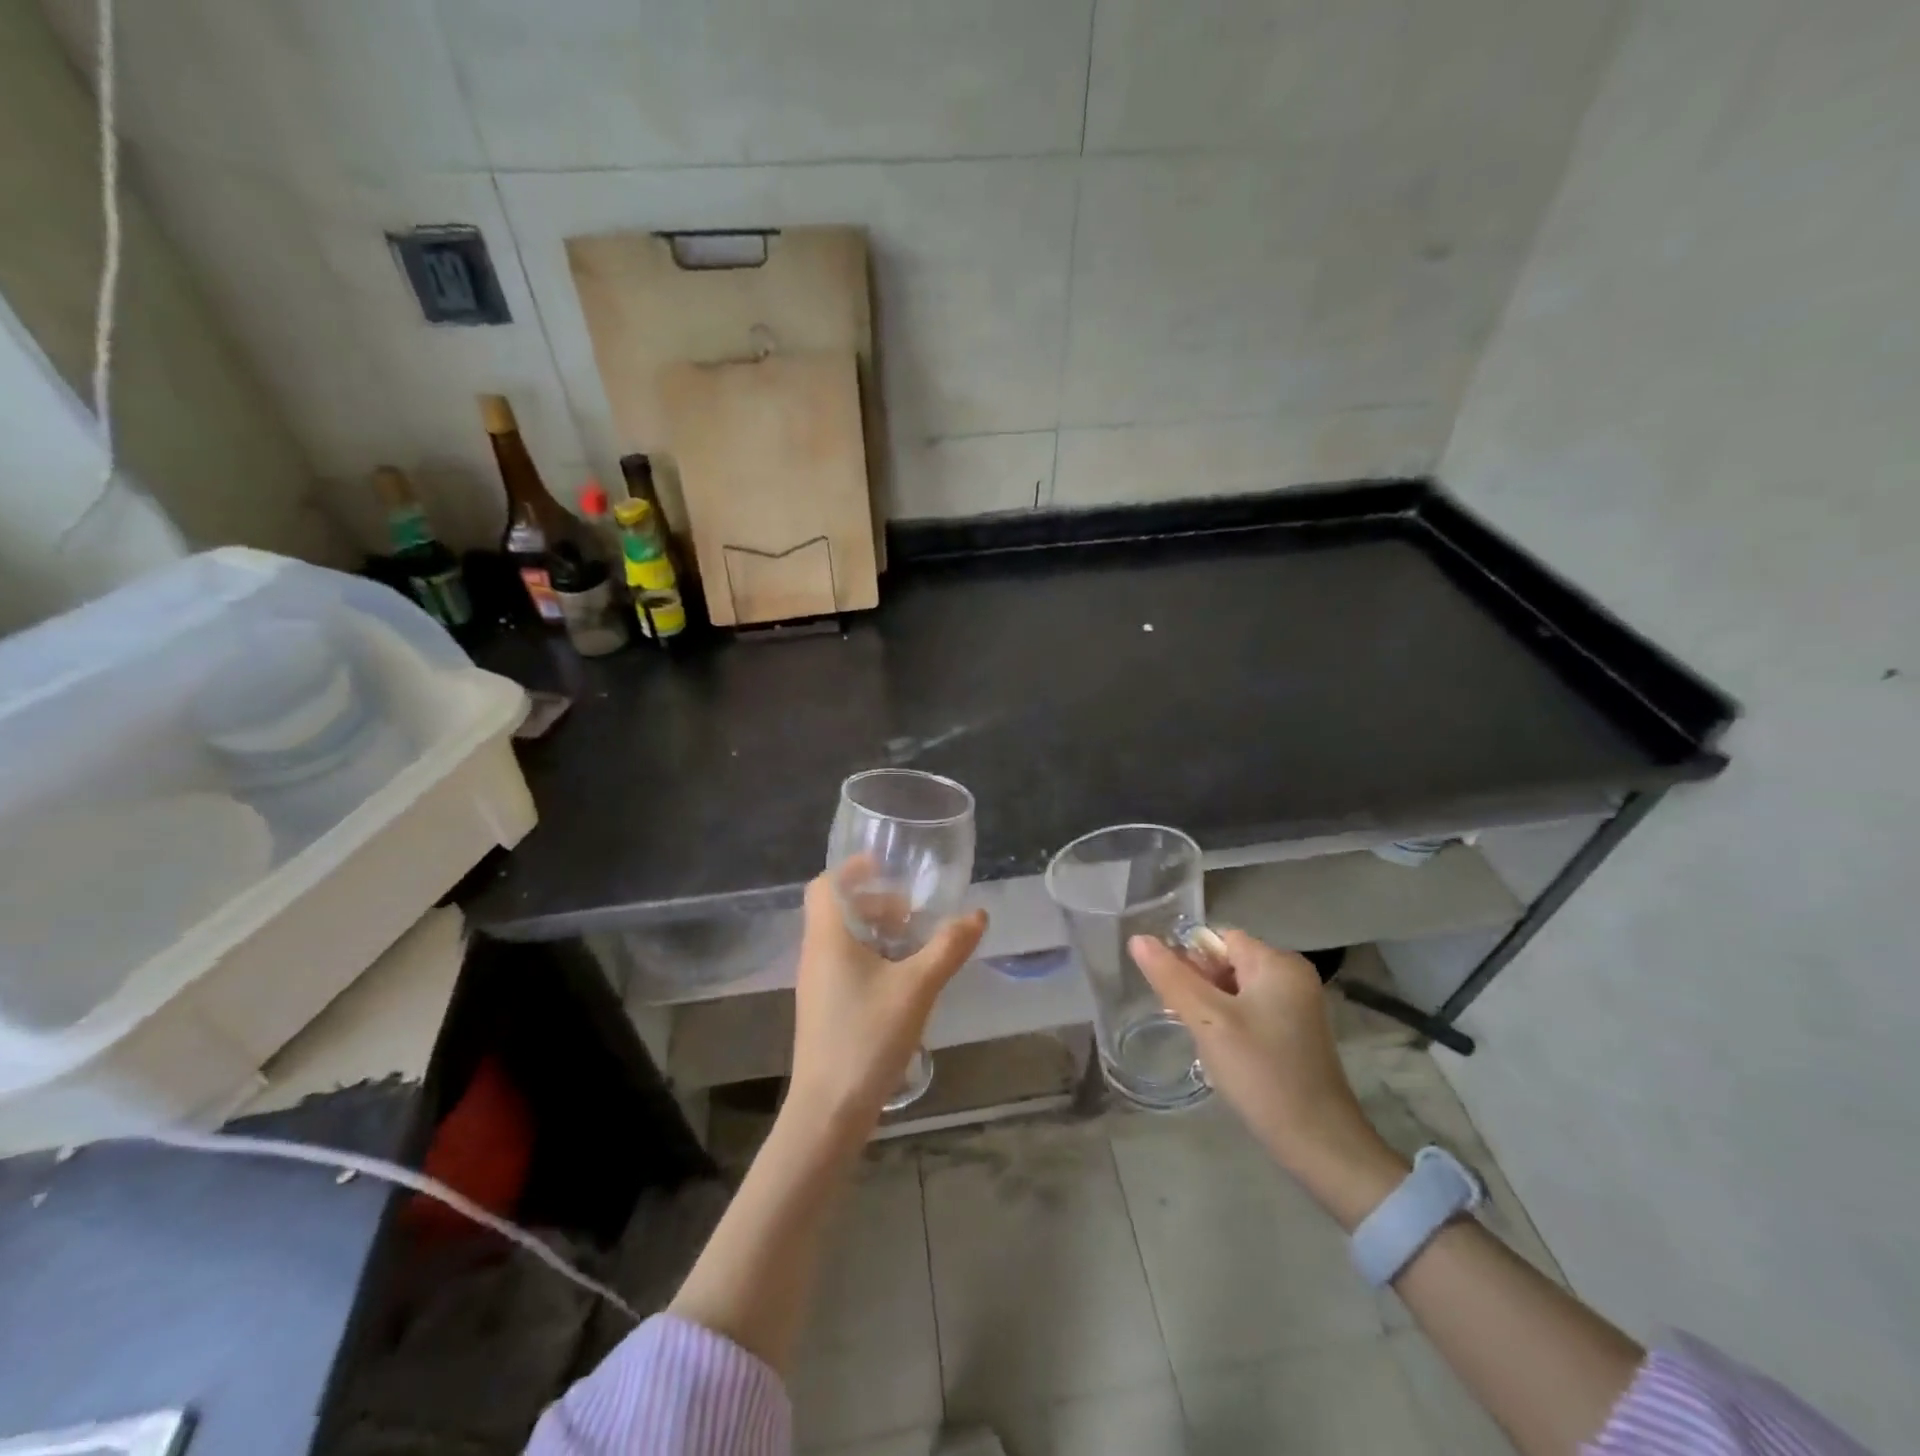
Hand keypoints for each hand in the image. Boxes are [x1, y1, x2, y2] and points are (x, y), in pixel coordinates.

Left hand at [787, 871, 986, 1136]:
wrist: (828, 1111)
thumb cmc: (867, 1037)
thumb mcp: (917, 988)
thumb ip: (948, 948)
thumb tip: (978, 915)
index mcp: (828, 938)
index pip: (825, 885)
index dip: (852, 870)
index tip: (886, 866)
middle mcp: (815, 954)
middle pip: (837, 910)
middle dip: (874, 901)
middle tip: (912, 911)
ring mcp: (817, 984)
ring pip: (842, 939)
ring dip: (875, 931)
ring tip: (913, 942)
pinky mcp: (824, 1008)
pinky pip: (844, 964)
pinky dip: (871, 957)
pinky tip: (902, 979)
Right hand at [1129, 928, 1395, 1189]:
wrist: (1319, 1144)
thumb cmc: (1262, 1072)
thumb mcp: (1207, 1021)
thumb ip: (1171, 977)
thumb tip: (1138, 939)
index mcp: (1278, 962)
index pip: (1218, 938)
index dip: (1189, 959)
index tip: (1172, 992)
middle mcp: (1292, 976)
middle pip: (1227, 962)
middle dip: (1198, 985)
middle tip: (1182, 1019)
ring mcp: (1297, 1006)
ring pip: (1236, 990)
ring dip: (1211, 1007)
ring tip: (1201, 1039)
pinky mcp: (1295, 1033)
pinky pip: (1250, 1011)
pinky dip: (1229, 1024)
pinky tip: (1221, 1053)